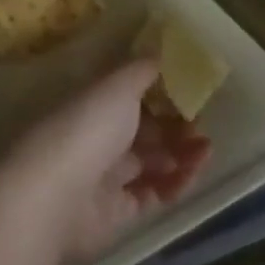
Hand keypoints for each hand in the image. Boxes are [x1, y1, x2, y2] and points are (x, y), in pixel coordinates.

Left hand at [0, 59, 211, 264]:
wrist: (57, 195)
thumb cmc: (88, 127)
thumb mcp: (118, 85)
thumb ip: (142, 70)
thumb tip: (159, 49)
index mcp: (93, 106)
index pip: (128, 98)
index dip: (158, 96)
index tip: (187, 92)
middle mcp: (97, 140)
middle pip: (141, 133)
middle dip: (173, 128)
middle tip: (201, 125)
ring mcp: (105, 179)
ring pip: (150, 165)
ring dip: (180, 155)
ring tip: (207, 149)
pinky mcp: (117, 215)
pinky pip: (152, 195)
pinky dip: (175, 184)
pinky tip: (194, 172)